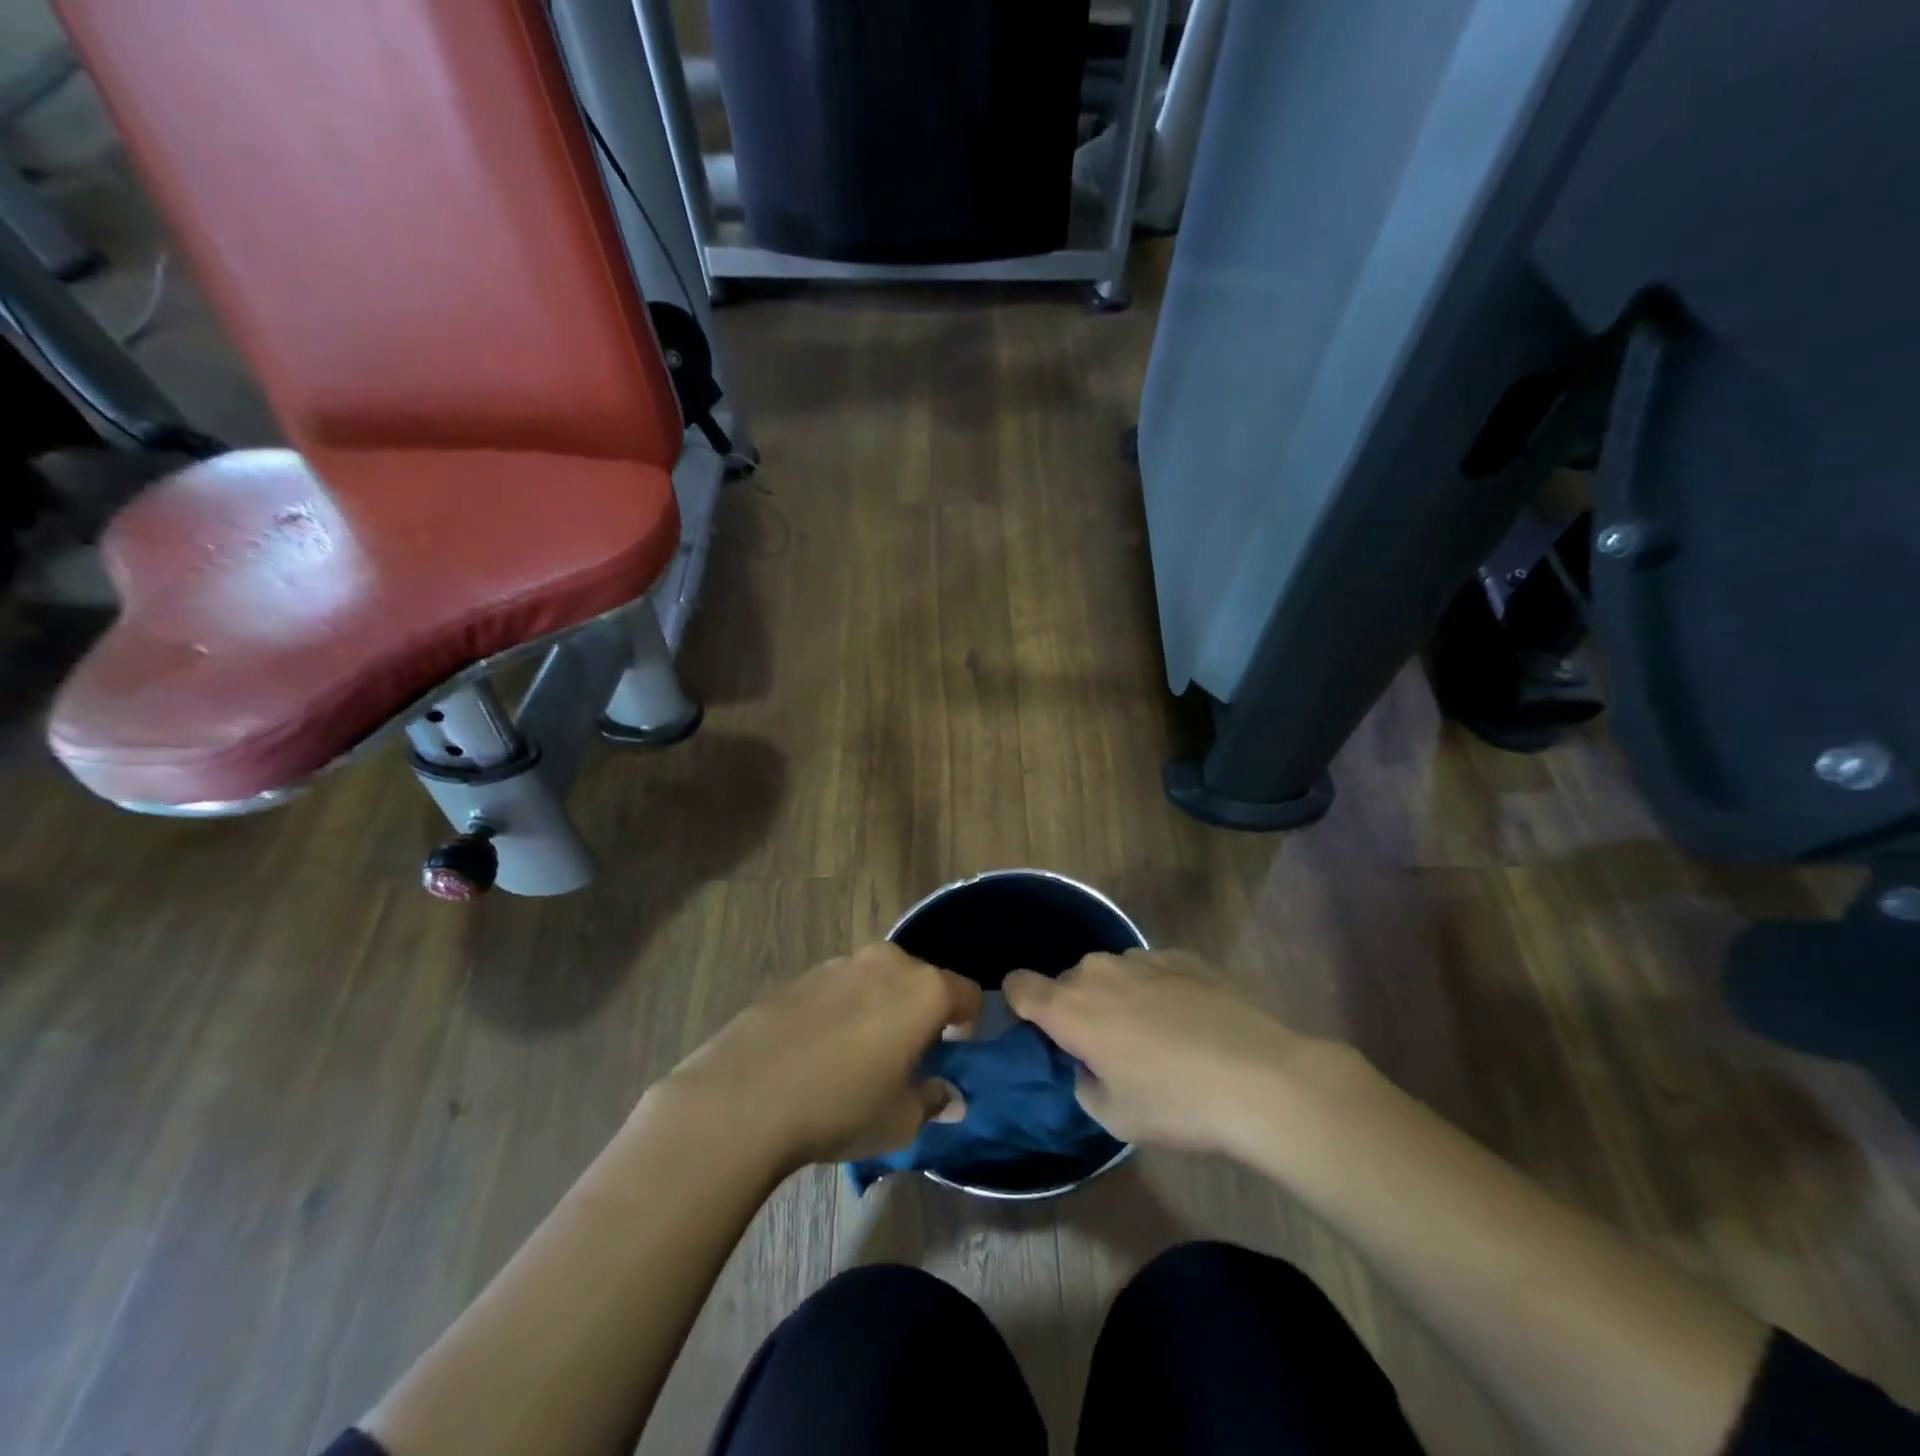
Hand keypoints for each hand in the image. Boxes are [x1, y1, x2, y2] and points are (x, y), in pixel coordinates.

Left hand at [659, 944, 981, 1168]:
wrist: (744, 1095)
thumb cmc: (841, 1107)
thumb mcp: (900, 1120)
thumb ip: (933, 1100)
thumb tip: (950, 1097)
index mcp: (924, 990)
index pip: (967, 993)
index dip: (968, 1023)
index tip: (954, 1053)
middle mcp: (887, 962)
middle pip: (921, 980)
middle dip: (922, 1012)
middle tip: (908, 1055)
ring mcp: (840, 963)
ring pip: (878, 980)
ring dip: (881, 1007)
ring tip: (860, 1054)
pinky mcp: (802, 975)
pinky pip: (840, 988)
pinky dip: (843, 1009)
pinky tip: (820, 1050)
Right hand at [1004, 949, 1339, 1157]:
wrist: (1259, 1077)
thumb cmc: (1175, 1103)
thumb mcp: (1113, 1117)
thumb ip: (1083, 1083)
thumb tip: (1088, 1064)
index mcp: (1069, 1008)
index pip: (1017, 985)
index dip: (1021, 1005)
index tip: (1042, 1032)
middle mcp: (1097, 971)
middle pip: (1067, 981)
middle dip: (1076, 1008)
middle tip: (1107, 1048)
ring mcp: (1142, 958)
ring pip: (1110, 973)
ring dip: (1117, 996)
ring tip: (1154, 1035)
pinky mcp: (1182, 956)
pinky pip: (1149, 969)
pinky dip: (1155, 989)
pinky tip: (1188, 1021)